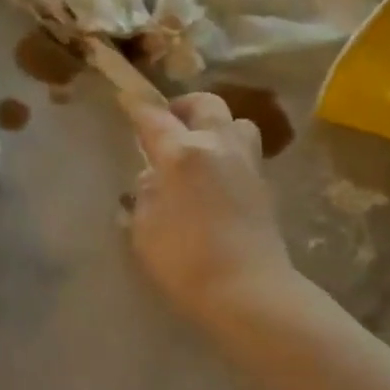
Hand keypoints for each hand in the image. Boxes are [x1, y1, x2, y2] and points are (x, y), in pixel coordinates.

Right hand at [129, 93, 295, 327]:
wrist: (249, 290)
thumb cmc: (184, 261)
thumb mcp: (144, 228)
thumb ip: (145, 194)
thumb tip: (153, 179)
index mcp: (182, 153)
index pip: (154, 117)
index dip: (136, 106)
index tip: (125, 99)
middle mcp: (217, 146)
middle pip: (205, 104)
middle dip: (183, 106)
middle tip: (167, 124)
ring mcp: (246, 163)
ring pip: (235, 122)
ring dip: (215, 125)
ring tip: (198, 147)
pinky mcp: (264, 184)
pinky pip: (245, 151)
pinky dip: (228, 152)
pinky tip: (214, 176)